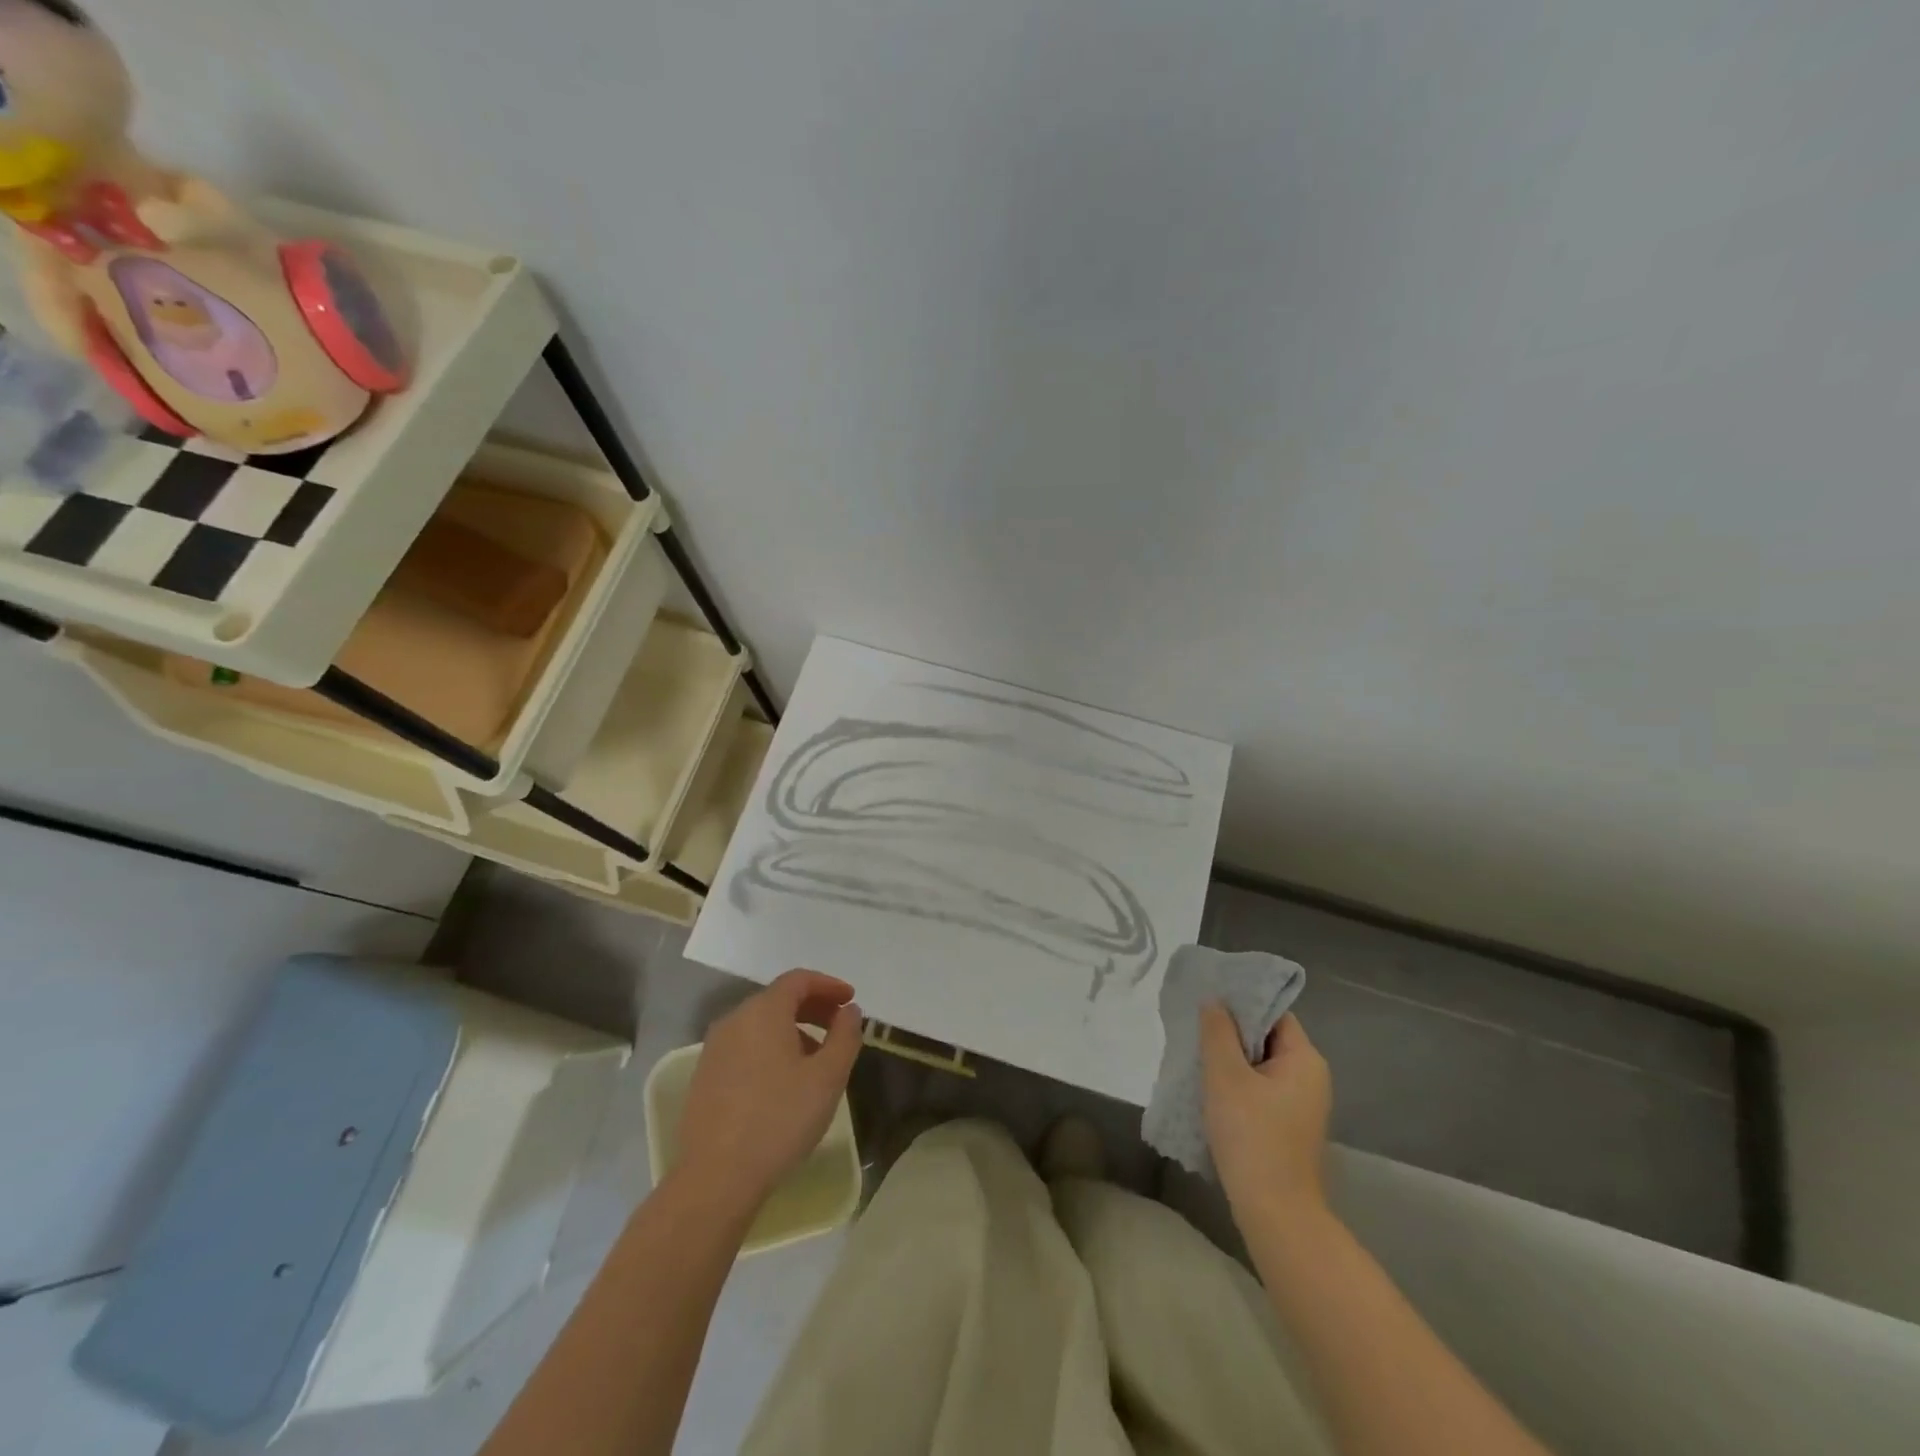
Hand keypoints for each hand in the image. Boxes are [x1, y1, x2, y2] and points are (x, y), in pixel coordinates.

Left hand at [674, 970, 862, 1216]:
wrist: (716, 1178)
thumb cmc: (780, 1119)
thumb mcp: (828, 1077)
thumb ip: (845, 1036)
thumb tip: (849, 1012)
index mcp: (763, 1011)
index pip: (799, 980)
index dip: (829, 985)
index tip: (851, 1000)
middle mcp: (734, 1020)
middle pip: (778, 999)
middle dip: (813, 1007)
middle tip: (839, 1027)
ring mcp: (714, 1049)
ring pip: (760, 1025)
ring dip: (793, 1030)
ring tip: (817, 1059)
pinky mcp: (704, 1077)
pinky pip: (745, 1047)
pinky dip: (770, 1049)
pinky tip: (784, 1081)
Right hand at [1200, 1004, 1332, 1218]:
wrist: (1276, 1213)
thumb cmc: (1252, 1136)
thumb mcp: (1226, 1076)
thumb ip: (1218, 1032)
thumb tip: (1214, 1001)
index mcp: (1305, 1059)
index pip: (1274, 1013)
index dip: (1242, 1003)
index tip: (1208, 1000)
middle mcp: (1311, 1077)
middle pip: (1267, 1038)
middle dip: (1231, 1032)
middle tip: (1195, 1027)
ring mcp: (1302, 1105)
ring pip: (1261, 1066)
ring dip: (1231, 1060)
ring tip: (1197, 1056)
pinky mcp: (1289, 1128)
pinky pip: (1261, 1090)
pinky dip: (1238, 1084)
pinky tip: (1210, 1090)